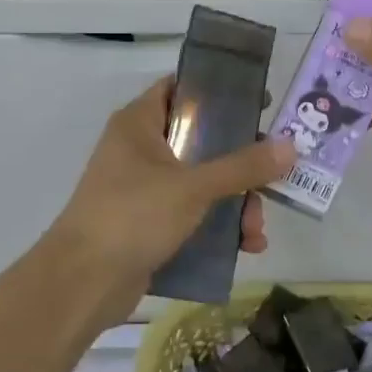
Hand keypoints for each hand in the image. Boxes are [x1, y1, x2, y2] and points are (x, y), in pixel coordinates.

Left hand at [46, 77, 293, 320]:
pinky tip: (245, 247)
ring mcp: (144, 188)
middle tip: (273, 178)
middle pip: (202, 141)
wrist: (82, 283)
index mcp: (140, 124)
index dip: (220, 92)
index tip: (260, 104)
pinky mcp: (149, 223)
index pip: (181, 88)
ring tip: (256, 232)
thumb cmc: (132, 216)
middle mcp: (141, 150)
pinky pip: (193, 215)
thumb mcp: (193, 187)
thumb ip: (242, 167)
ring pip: (202, 183)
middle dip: (241, 166)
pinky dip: (218, 227)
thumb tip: (290, 146)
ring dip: (235, 204)